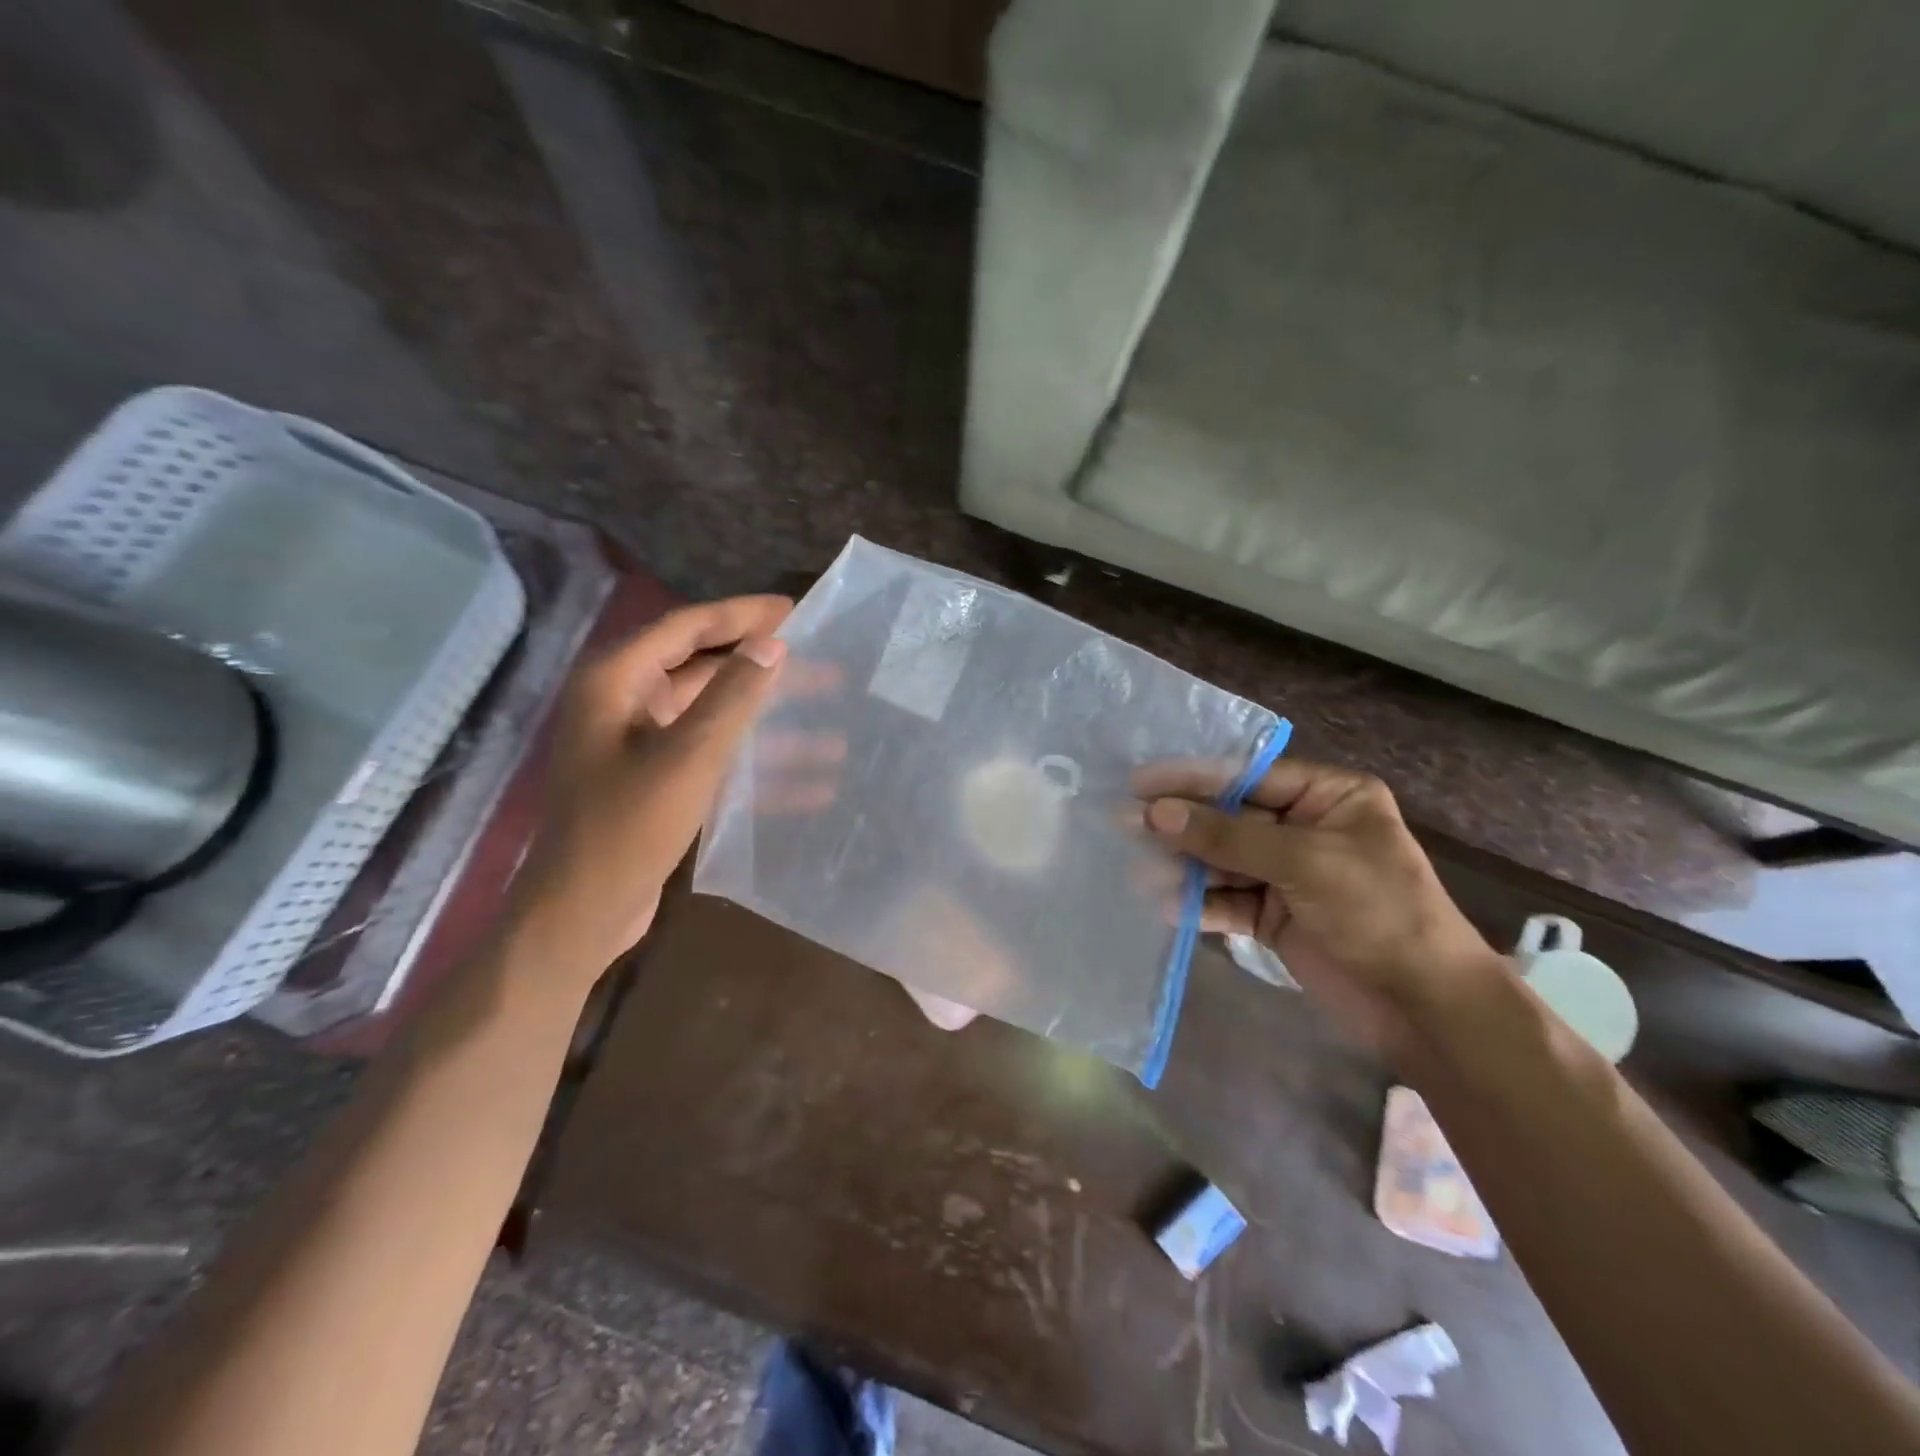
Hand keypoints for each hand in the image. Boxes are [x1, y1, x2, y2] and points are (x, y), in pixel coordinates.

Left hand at [511, 596, 792, 983]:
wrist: (581, 915)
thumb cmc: (627, 828)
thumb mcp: (688, 757)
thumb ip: (732, 697)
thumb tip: (774, 645)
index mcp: (617, 682)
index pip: (687, 627)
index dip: (742, 616)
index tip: (795, 611)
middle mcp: (626, 705)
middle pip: (707, 673)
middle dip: (767, 674)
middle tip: (825, 665)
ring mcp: (643, 747)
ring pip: (718, 721)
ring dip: (774, 729)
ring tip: (835, 731)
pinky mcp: (660, 784)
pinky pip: (716, 760)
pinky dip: (759, 770)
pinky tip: (814, 786)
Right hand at [1137, 759, 1506, 1057]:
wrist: (1425, 1007)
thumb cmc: (1379, 912)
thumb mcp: (1305, 862)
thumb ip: (1228, 836)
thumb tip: (1156, 813)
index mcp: (1328, 796)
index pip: (1248, 777)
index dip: (1193, 779)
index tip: (1140, 783)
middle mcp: (1304, 828)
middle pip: (1229, 818)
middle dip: (1182, 825)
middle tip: (1125, 824)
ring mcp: (1287, 874)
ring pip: (1222, 861)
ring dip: (1184, 867)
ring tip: (1139, 872)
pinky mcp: (1274, 915)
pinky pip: (1227, 900)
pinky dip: (1199, 903)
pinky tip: (1166, 906)